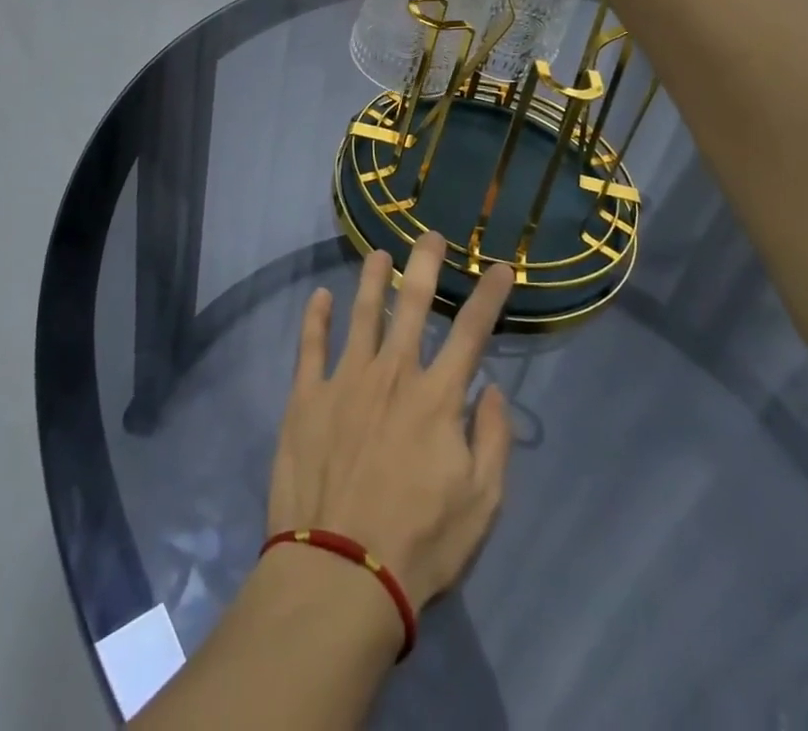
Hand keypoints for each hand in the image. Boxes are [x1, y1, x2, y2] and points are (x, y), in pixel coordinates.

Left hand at [267, 234, 515, 609]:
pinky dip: (316, 318)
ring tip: (378, 253)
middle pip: (413, 304)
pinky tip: (320, 296)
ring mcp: (346, 379)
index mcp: (438, 396)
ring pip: (362, 313)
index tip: (500, 266)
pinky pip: (311, 345)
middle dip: (426, 264)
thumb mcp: (482, 503)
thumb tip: (494, 390)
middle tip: (431, 236)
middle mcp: (393, 373)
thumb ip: (494, 440)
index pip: (472, 331)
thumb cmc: (420, 542)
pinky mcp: (307, 396)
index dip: (489, 295)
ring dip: (372, 279)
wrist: (340, 571)